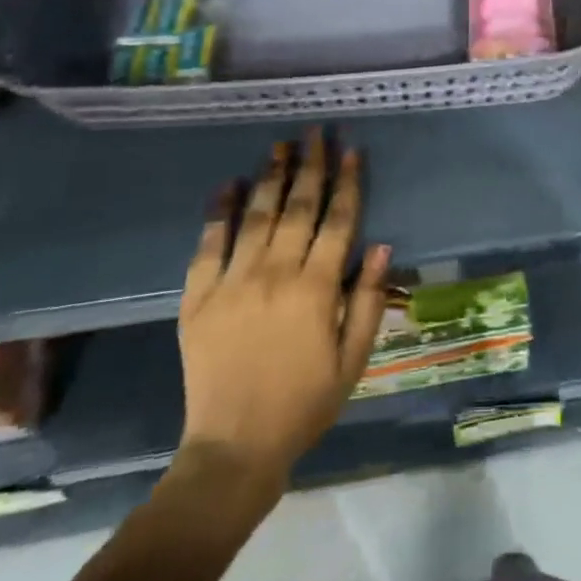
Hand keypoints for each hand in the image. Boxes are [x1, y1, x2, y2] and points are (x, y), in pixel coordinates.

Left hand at [173, 128, 390, 487]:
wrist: (234, 448)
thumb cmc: (304, 404)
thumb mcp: (353, 359)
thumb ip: (367, 300)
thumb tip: (382, 245)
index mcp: (315, 289)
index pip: (337, 221)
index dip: (347, 182)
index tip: (351, 150)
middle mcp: (275, 273)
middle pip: (298, 206)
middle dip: (310, 165)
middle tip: (316, 132)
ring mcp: (232, 282)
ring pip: (256, 215)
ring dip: (270, 176)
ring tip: (279, 145)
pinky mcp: (198, 297)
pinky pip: (208, 244)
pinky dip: (219, 212)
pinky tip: (227, 185)